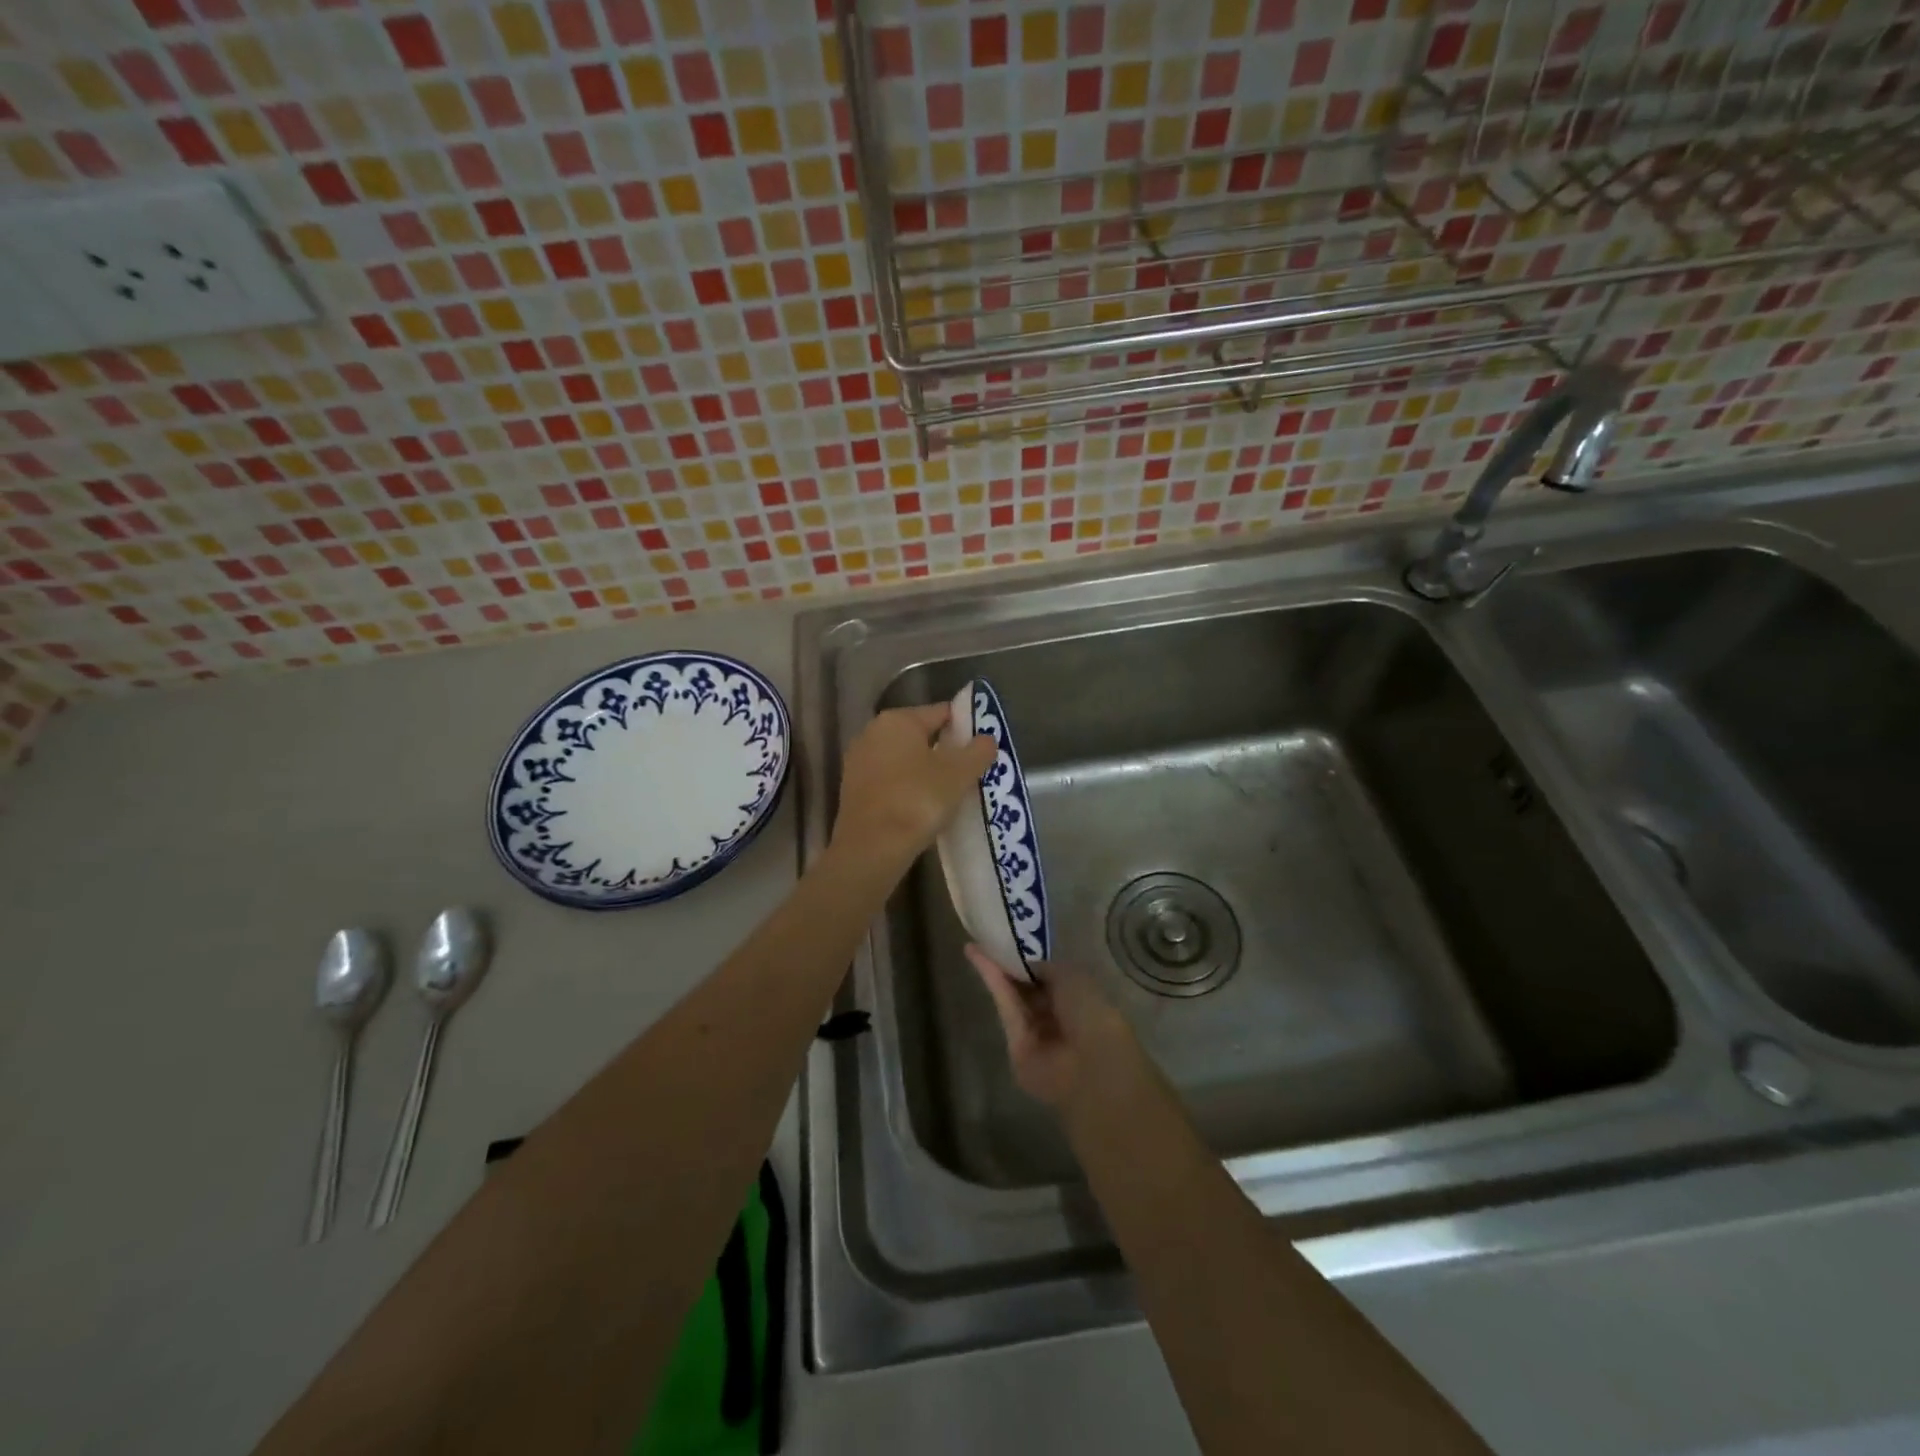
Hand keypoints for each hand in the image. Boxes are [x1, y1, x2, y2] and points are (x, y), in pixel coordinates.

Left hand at [831, 704, 995, 872]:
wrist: (871, 847)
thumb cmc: (917, 800)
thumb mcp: (959, 774)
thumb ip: (978, 751)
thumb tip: (987, 739)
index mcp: (897, 719)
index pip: (941, 713)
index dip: (965, 726)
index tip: (982, 748)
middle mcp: (872, 732)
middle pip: (920, 735)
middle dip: (945, 750)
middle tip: (970, 772)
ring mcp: (859, 761)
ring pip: (904, 759)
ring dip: (925, 771)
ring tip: (950, 792)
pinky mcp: (852, 789)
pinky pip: (890, 780)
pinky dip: (907, 787)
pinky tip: (922, 807)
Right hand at [966, 945, 1148, 1113]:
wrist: (1089, 1066)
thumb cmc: (1092, 1014)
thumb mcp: (1073, 977)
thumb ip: (1046, 967)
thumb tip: (1028, 963)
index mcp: (1080, 999)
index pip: (1050, 976)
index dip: (1031, 959)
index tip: (1013, 939)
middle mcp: (1057, 1016)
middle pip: (1028, 986)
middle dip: (1011, 964)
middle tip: (989, 939)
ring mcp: (1036, 1032)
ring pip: (1014, 995)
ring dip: (997, 970)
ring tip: (976, 944)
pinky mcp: (1014, 1043)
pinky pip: (1005, 1007)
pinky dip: (993, 982)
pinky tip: (979, 959)